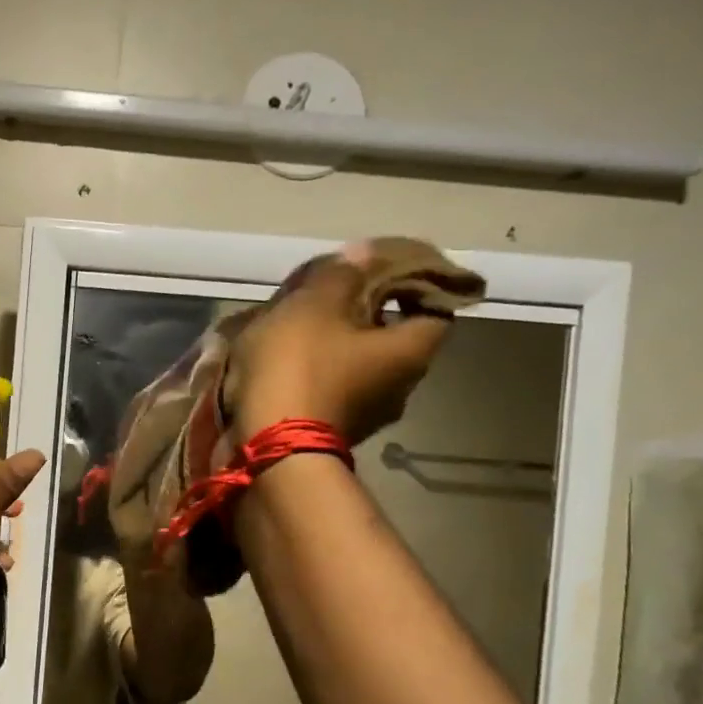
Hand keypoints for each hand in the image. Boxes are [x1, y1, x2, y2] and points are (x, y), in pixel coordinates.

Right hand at [227, 247, 453, 445]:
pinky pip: (331, 394)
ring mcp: (366, 419)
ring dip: (337, 351)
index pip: (436, 307)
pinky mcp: (331, 437)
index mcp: (411, 351)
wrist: (266, 450)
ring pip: (359, 369)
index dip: (413, 285)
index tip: (382, 273)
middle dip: (366, 318)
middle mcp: (401, 388)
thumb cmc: (299, 368)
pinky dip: (316, 378)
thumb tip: (364, 254)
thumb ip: (340, 274)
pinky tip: (284, 367)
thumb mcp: (314, 305)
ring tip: (299, 332)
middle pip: (392, 340)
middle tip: (331, 299)